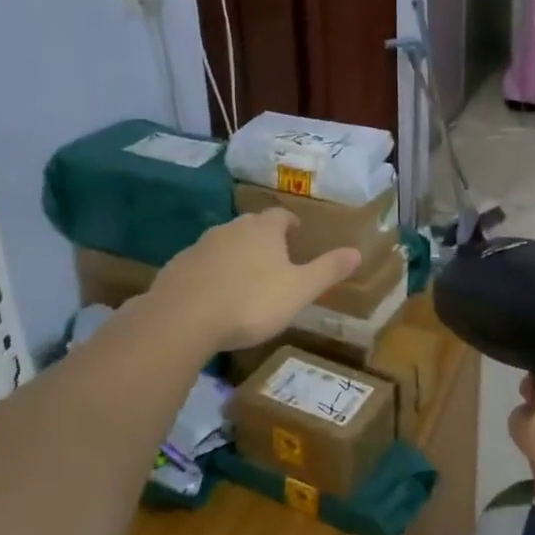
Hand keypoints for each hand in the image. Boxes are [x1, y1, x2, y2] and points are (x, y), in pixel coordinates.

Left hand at [149, 209, 361, 350]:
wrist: (183, 319)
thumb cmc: (251, 302)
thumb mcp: (299, 290)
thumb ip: (328, 270)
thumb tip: (357, 252)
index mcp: (263, 230)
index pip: (281, 215)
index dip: (290, 223)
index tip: (296, 232)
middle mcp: (231, 229)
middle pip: (251, 226)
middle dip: (262, 238)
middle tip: (274, 258)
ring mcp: (200, 246)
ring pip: (224, 243)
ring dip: (235, 255)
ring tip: (244, 278)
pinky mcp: (177, 267)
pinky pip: (200, 265)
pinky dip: (210, 274)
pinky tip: (213, 295)